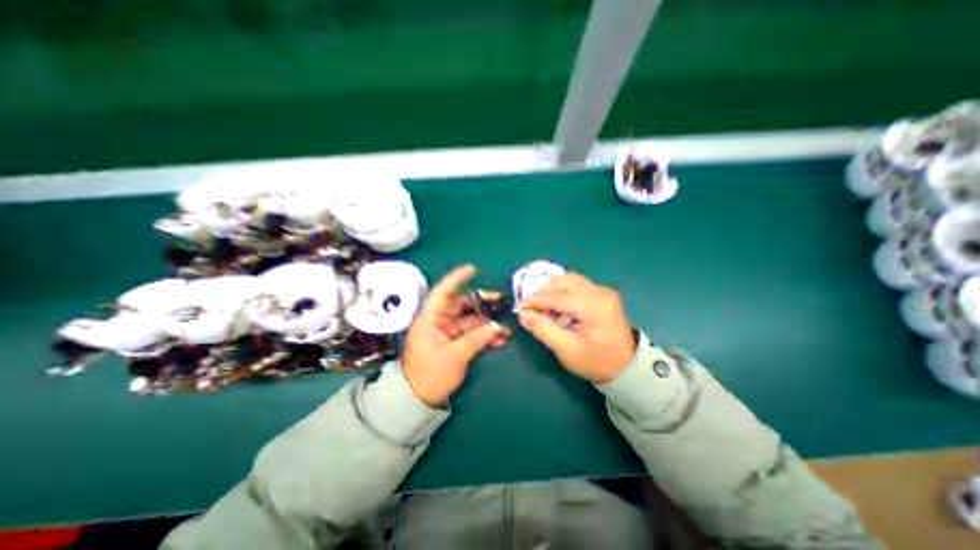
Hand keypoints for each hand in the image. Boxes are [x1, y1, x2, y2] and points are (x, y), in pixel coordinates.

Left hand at [400, 265, 508, 405]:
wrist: (417, 400)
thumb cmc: (429, 375)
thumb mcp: (455, 355)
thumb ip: (478, 338)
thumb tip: (498, 326)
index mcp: (431, 319)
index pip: (443, 292)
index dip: (457, 279)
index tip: (472, 269)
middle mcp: (439, 321)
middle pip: (461, 305)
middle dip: (482, 303)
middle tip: (501, 302)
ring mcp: (447, 332)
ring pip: (470, 320)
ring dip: (487, 322)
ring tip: (505, 325)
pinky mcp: (454, 343)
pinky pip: (472, 333)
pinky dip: (484, 334)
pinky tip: (500, 338)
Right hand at [520, 273, 636, 383]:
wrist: (626, 367)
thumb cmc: (595, 361)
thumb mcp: (566, 350)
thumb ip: (543, 329)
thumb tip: (524, 314)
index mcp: (594, 307)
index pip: (558, 296)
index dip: (536, 300)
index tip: (520, 306)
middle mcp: (600, 292)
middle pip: (564, 282)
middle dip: (543, 291)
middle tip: (530, 305)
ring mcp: (603, 291)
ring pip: (570, 279)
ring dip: (552, 288)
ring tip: (541, 303)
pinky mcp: (602, 293)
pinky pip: (577, 284)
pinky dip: (562, 290)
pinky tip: (556, 303)